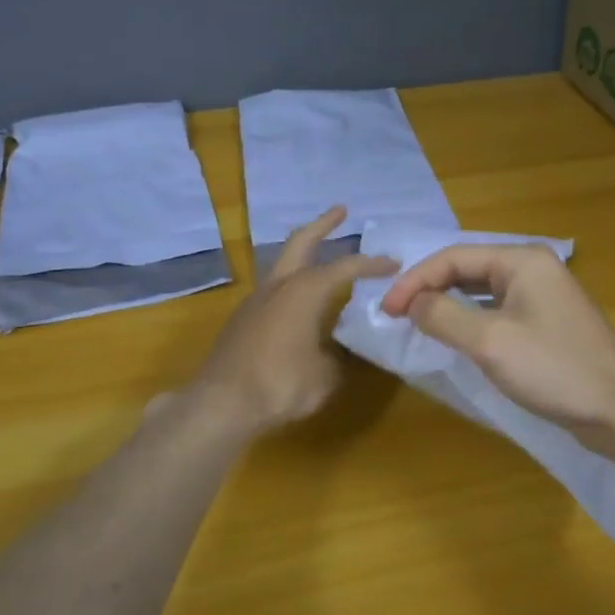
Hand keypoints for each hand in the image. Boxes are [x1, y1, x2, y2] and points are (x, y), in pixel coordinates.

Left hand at [191, 207, 396, 435]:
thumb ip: (338, 358)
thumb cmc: (280, 383)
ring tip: (322, 253)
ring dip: (303, 253)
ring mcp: (256, 300)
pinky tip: (301, 299)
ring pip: (283, 263)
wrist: (221, 403)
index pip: (346, 267)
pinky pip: (274, 288)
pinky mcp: (243, 319)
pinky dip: (292, 281)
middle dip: (323, 224)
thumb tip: (338, 354)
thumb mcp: (325, 376)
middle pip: (301, 242)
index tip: (393, 262)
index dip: (372, 264)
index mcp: (304, 291)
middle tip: (341, 211)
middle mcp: (279, 286)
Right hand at [380, 244, 614, 434]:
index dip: (415, 280)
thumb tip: (411, 303)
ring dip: (448, 303)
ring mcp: (544, 296)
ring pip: (482, 290)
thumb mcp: (489, 342)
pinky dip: (471, 319)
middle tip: (396, 315)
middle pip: (468, 268)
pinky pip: (498, 310)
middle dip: (430, 288)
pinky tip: (457, 337)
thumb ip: (443, 316)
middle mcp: (533, 268)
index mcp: (521, 260)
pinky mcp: (548, 323)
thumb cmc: (554, 368)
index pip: (454, 256)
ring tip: (418, 323)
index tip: (386, 309)